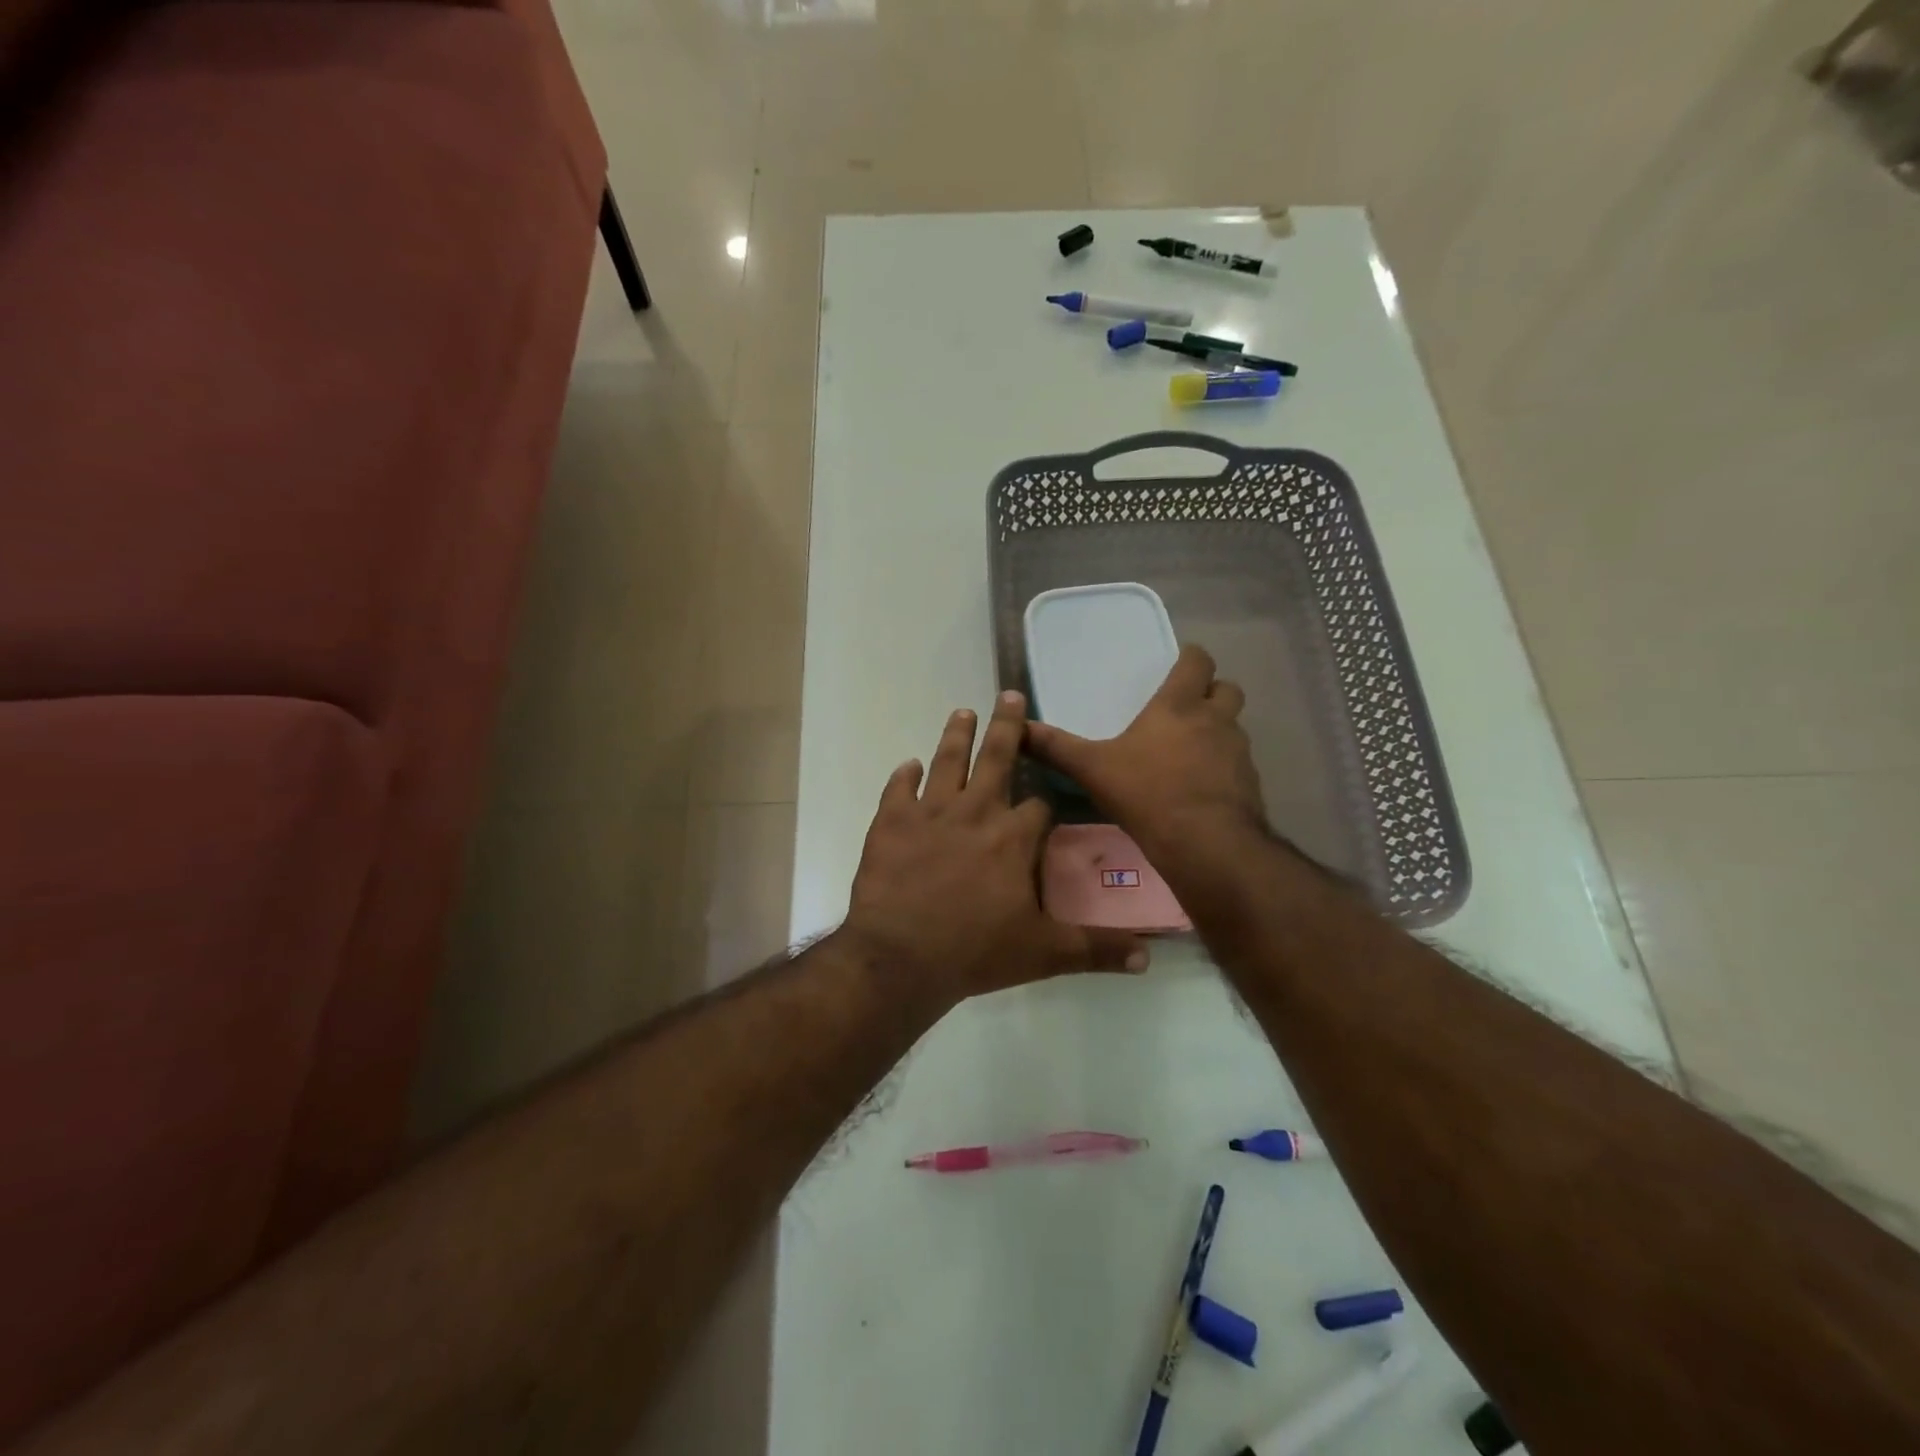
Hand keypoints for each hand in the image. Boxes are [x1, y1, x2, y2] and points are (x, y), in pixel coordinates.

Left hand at [843, 691, 1147, 1011]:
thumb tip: (1147, 960)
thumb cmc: (975, 951)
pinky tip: (909, 766)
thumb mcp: (1044, 953)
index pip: (1040, 805)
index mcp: (1014, 836)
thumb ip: (1096, 948)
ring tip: (963, 712)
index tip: (1047, 801)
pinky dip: (904, 775)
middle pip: (996, 757)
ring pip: (948, 760)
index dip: (1046, 801)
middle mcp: (976, 811)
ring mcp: (930, 812)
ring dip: (957, 734)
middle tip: (1009, 694)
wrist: (901, 957)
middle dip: (1007, 726)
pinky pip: (898, 788)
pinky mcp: (891, 821)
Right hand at [1025, 644, 1268, 876]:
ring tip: (1190, 751)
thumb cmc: (1147, 792)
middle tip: (1187, 708)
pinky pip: (1238, 764)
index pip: (1198, 661)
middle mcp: (1215, 720)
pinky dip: (1223, 768)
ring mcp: (1238, 752)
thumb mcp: (1092, 769)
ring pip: (1234, 727)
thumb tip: (1017, 728)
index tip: (1179, 664)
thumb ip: (1056, 747)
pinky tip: (1201, 788)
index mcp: (1179, 706)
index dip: (1191, 658)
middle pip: (1227, 689)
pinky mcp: (1250, 783)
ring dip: (1218, 731)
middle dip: (1212, 692)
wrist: (1205, 843)